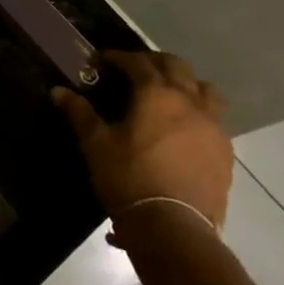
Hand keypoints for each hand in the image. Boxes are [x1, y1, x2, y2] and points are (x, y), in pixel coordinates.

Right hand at [54, 51, 233, 239]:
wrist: (173, 227)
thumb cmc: (128, 178)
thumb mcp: (96, 144)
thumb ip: (79, 113)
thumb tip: (58, 91)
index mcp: (157, 94)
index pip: (138, 63)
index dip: (118, 57)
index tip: (102, 60)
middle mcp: (190, 102)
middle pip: (177, 66)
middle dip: (154, 62)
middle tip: (135, 69)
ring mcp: (213, 127)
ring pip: (205, 90)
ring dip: (186, 84)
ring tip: (169, 94)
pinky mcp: (225, 152)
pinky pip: (215, 119)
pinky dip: (199, 113)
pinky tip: (183, 129)